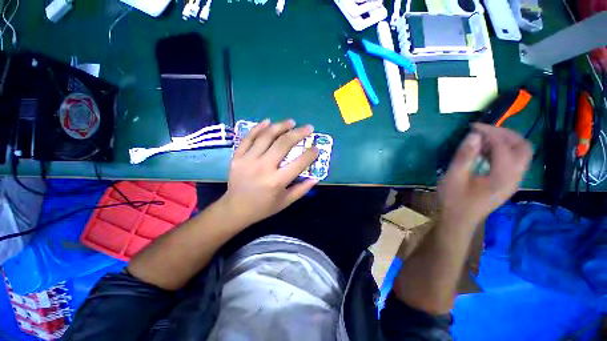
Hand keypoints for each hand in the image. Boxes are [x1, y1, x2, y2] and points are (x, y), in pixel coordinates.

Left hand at [220, 119, 319, 226]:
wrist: (235, 209)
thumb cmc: (263, 207)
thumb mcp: (285, 202)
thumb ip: (301, 190)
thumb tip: (316, 178)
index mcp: (276, 181)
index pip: (298, 163)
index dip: (310, 154)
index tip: (316, 148)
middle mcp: (263, 167)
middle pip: (283, 144)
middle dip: (298, 133)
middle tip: (308, 128)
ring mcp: (248, 160)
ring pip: (266, 137)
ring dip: (280, 126)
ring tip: (291, 122)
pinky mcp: (237, 157)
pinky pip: (248, 138)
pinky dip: (258, 128)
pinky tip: (268, 121)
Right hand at [438, 123, 531, 227]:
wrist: (458, 220)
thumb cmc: (454, 199)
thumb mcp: (454, 176)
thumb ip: (465, 155)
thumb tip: (474, 134)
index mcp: (504, 176)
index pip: (504, 145)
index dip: (489, 132)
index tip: (472, 127)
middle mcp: (515, 177)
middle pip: (523, 147)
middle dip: (506, 134)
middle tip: (484, 131)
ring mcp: (513, 181)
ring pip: (520, 153)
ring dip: (505, 142)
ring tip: (482, 140)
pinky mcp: (507, 183)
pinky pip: (513, 161)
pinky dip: (502, 151)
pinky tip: (484, 152)